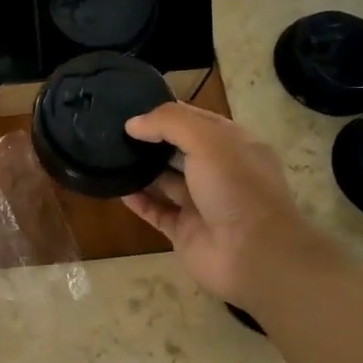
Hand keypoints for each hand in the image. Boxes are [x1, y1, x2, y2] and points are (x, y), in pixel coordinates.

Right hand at [121, 103, 322, 319]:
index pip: (197, 120)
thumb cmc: (236, 188)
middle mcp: (219, 172)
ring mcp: (202, 203)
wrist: (252, 254)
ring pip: (166, 182)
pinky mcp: (185, 231)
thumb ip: (170, 123)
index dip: (168, 113)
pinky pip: (157, 212)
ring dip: (142, 170)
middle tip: (114, 132)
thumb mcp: (208, 141)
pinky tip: (118, 189)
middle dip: (152, 141)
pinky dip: (139, 201)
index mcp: (234, 145)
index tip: (133, 108)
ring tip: (111, 157)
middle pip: (179, 150)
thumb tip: (133, 124)